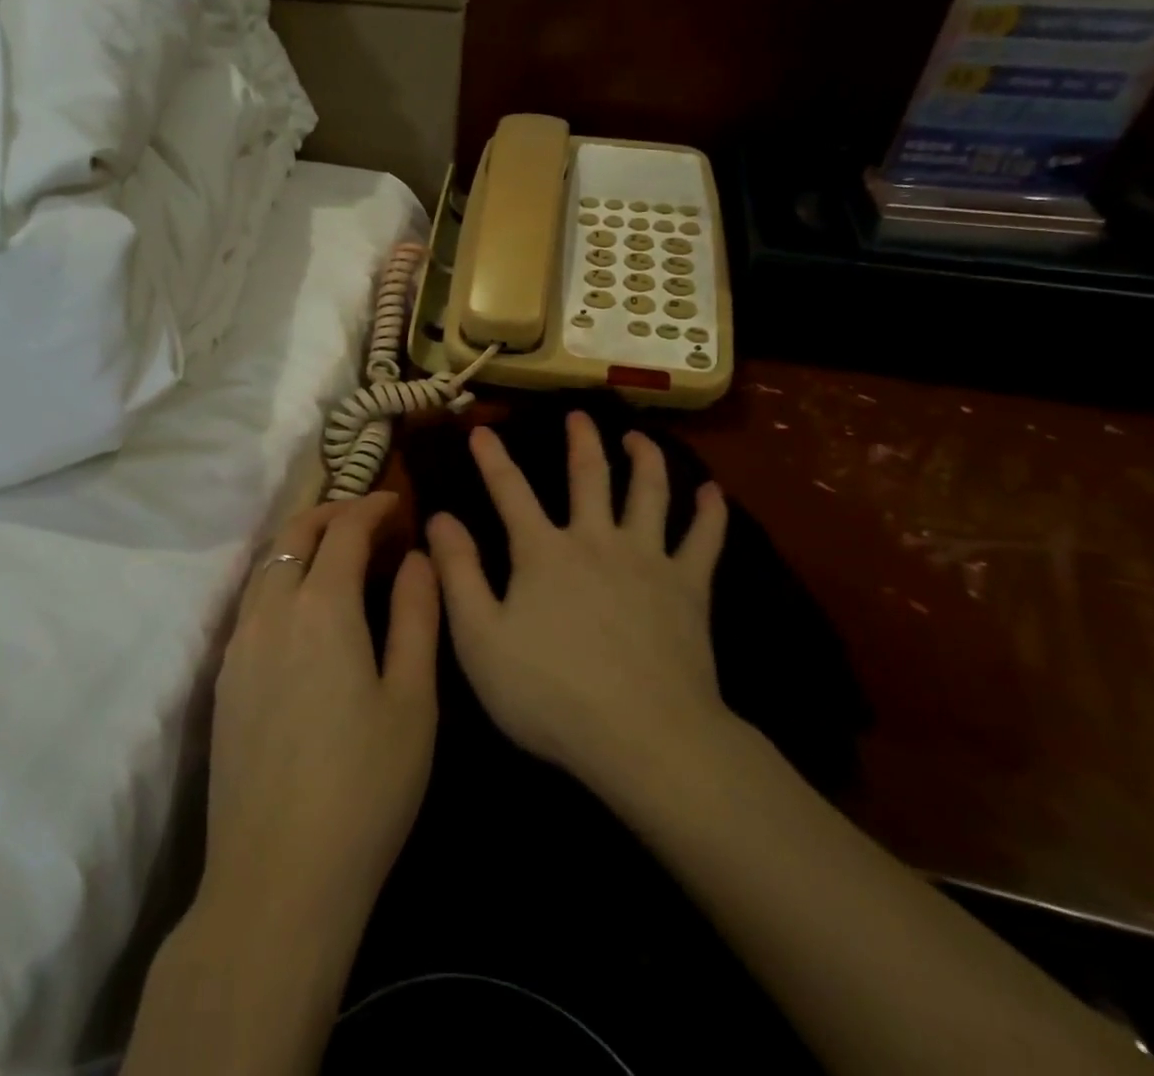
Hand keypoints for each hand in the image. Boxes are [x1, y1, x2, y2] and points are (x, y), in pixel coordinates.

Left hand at [201, 493, 439, 950]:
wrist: (277, 876)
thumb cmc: (365, 787)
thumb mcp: (413, 700)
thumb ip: (417, 616)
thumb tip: (418, 558)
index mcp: (322, 607)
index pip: (344, 531)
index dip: (371, 507)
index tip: (396, 501)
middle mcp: (271, 612)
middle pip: (294, 536)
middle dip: (330, 513)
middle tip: (366, 516)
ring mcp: (239, 645)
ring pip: (267, 566)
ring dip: (300, 543)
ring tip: (336, 551)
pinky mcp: (224, 679)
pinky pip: (253, 602)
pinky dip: (280, 577)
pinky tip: (302, 606)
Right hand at [426, 412, 732, 798]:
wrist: (645, 738)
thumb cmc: (550, 693)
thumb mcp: (480, 639)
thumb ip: (459, 574)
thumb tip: (440, 518)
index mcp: (544, 552)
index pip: (510, 491)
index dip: (492, 459)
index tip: (481, 430)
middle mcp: (596, 540)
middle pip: (590, 476)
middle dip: (580, 441)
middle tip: (578, 414)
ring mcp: (648, 559)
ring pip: (649, 493)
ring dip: (645, 459)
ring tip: (638, 438)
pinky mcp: (689, 588)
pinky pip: (704, 540)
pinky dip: (709, 512)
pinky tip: (713, 492)